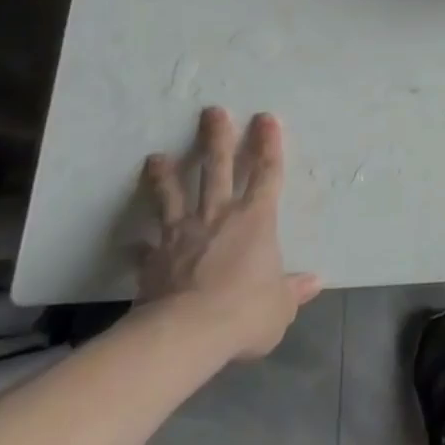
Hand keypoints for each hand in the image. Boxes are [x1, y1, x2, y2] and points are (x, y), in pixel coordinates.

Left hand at [136, 107, 322, 360]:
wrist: (186, 333)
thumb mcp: (280, 306)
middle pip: (218, 169)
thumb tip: (316, 281)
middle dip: (217, 138)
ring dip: (166, 176)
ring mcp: (182, 234)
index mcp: (256, 219)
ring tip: (155, 157)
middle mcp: (219, 216)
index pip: (267, 173)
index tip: (266, 118)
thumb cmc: (244, 312)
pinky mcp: (154, 259)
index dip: (268, 144)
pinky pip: (144, 249)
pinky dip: (137, 247)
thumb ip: (293, 290)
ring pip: (173, 196)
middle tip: (212, 111)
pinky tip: (128, 245)